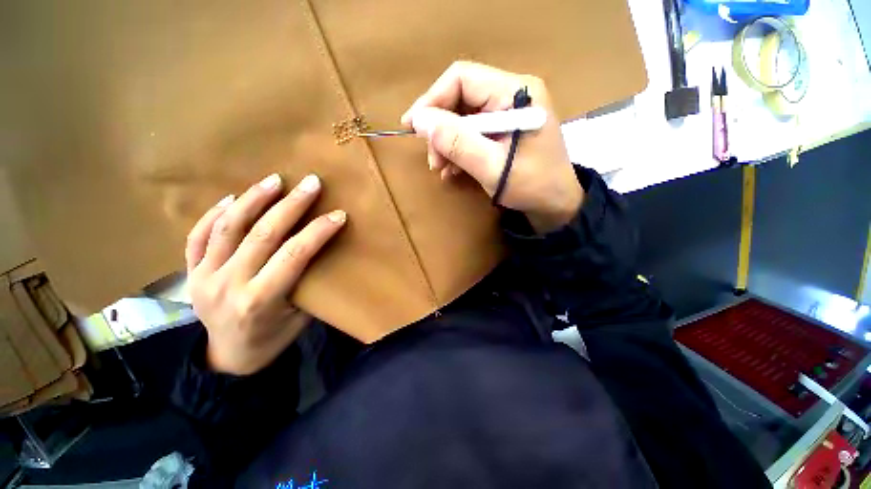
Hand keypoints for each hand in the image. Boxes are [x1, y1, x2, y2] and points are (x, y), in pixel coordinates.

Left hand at [185, 173, 346, 375]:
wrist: (228, 359)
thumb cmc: (272, 339)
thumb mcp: (301, 318)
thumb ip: (307, 283)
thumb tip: (321, 251)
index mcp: (260, 301)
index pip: (294, 255)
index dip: (318, 231)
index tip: (338, 215)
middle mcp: (228, 285)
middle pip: (263, 234)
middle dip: (292, 205)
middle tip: (311, 183)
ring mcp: (203, 277)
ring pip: (229, 228)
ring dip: (254, 199)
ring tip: (275, 180)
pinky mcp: (191, 273)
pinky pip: (199, 236)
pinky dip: (215, 214)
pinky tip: (233, 198)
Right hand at [402, 61, 582, 233]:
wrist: (555, 205)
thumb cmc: (531, 186)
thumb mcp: (492, 167)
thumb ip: (457, 142)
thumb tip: (421, 121)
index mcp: (515, 92)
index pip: (462, 79)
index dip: (432, 100)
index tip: (412, 127)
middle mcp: (512, 94)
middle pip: (461, 98)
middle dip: (440, 128)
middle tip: (432, 160)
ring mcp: (508, 112)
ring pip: (463, 116)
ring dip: (446, 141)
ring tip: (440, 168)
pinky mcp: (504, 129)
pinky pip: (472, 131)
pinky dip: (458, 148)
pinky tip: (452, 168)